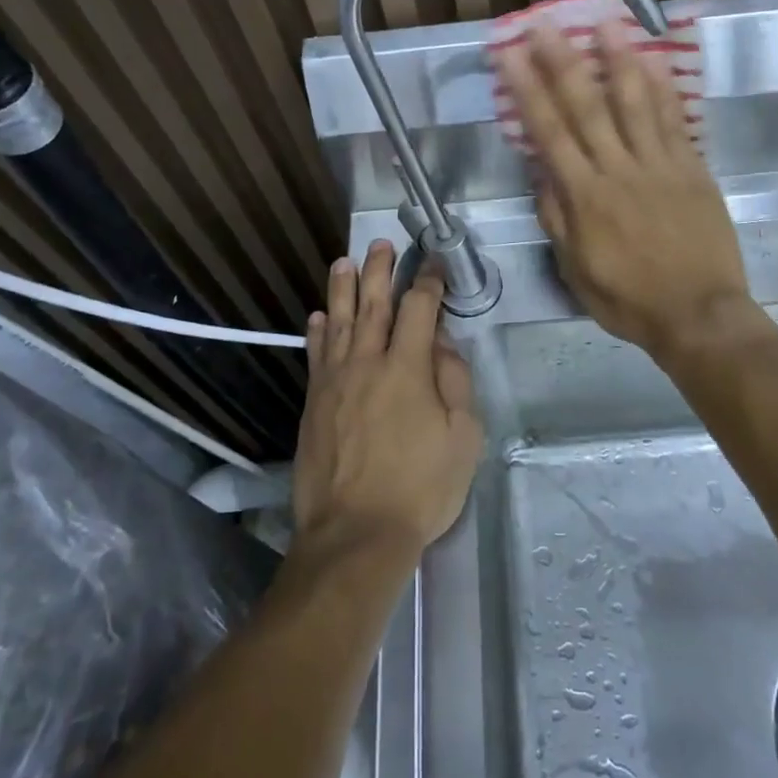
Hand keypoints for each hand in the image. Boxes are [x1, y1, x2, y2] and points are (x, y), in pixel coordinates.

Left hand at [292, 240, 482, 563]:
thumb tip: (443, 343)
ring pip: (339, 321)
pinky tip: (320, 316)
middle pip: (373, 304)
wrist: (356, 532)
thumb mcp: (463, 438)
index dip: (428, 282)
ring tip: (345, 261)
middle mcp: (368, 362)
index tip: (434, 264)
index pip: (419, 309)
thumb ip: (455, 382)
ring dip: (343, 288)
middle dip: (380, 271)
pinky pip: (316, 355)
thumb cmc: (421, 488)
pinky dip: (318, 331)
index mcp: (408, 368)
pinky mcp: (314, 402)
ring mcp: (335, 381)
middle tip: (383, 245)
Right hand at [493, 19, 751, 359]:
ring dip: (617, 60)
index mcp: (585, 197)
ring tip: (603, 24)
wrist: (699, 314)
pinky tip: (654, 61)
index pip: (549, 133)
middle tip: (544, 25)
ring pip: (635, 103)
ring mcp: (660, 165)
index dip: (527, 90)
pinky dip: (664, 89)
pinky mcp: (693, 168)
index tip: (510, 56)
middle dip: (562, 62)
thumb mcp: (576, 270)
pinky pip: (675, 121)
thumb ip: (558, 219)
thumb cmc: (630, 299)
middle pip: (586, 107)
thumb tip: (542, 175)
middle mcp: (619, 170)